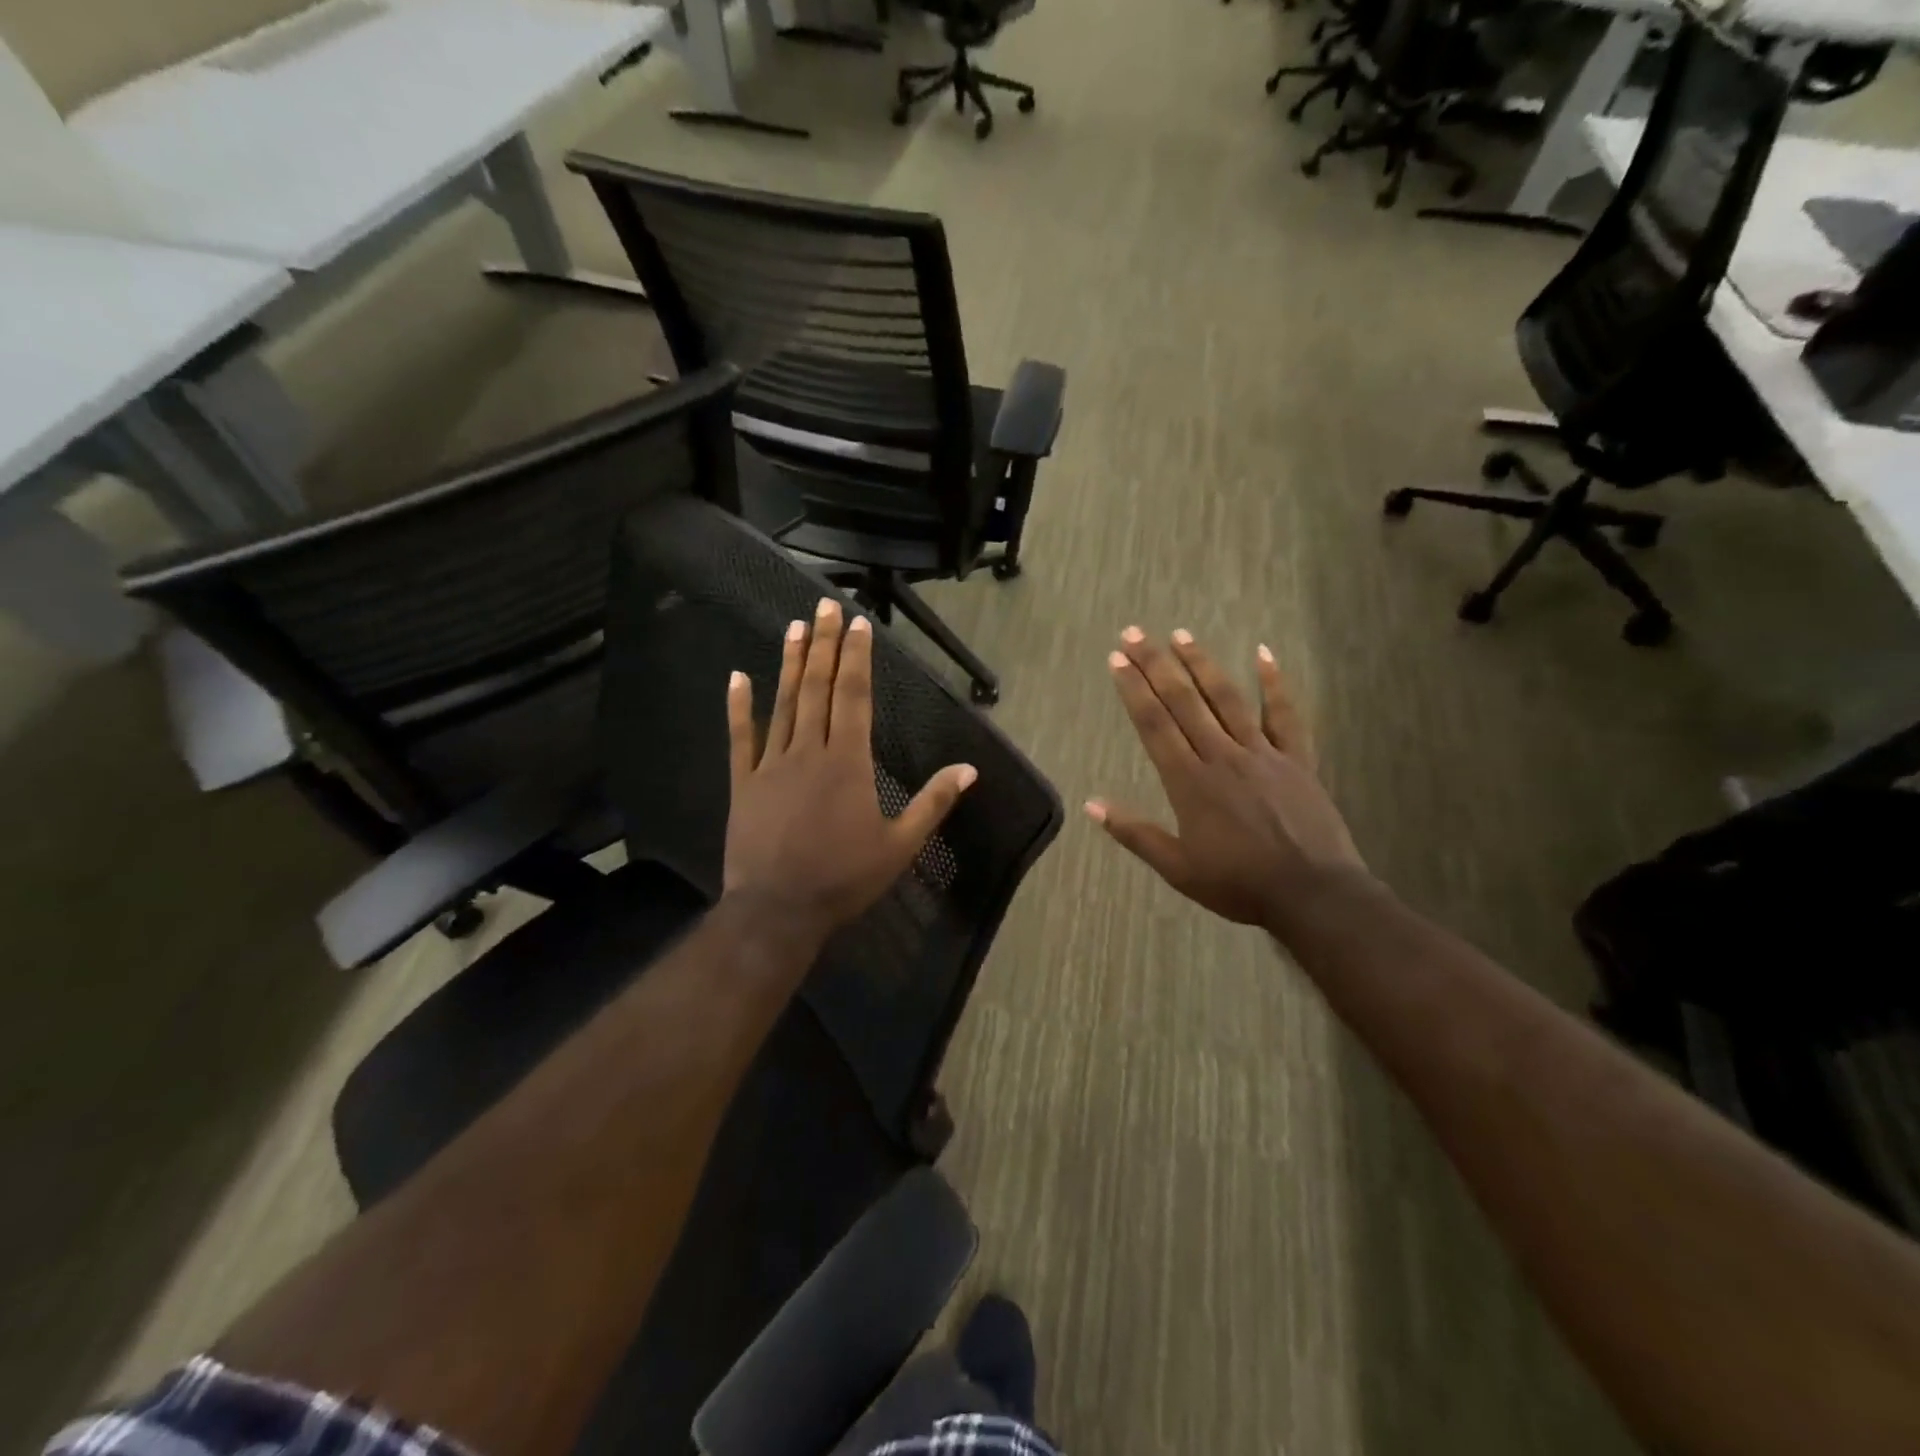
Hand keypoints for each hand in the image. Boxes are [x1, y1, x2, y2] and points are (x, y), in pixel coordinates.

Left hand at [724, 595, 976, 949]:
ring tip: (794, 627)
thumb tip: (969, 770)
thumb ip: (933, 803)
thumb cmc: (844, 878)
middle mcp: (809, 751)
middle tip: (824, 608)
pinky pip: (740, 738)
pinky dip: (738, 707)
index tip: (858, 624)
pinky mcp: (743, 783)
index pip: (855, 697)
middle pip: (818, 688)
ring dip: (789, 663)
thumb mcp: (900, 845)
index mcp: (848, 762)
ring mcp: (771, 765)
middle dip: (824, 646)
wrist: (778, 909)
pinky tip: (736, 676)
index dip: (857, 658)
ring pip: (783, 704)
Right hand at [1089, 627, 1365, 935]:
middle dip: (1156, 665)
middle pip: (1184, 701)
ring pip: (1228, 698)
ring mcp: (1262, 753)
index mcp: (1189, 782)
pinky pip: (1285, 714)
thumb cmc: (1239, 884)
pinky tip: (1262, 653)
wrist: (1313, 894)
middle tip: (1135, 633)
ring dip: (1202, 663)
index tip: (1117, 659)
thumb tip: (1091, 805)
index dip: (1134, 689)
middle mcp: (1222, 756)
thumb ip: (1135, 833)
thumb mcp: (1177, 868)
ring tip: (1180, 634)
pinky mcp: (1297, 759)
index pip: (1155, 724)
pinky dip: (1275, 682)